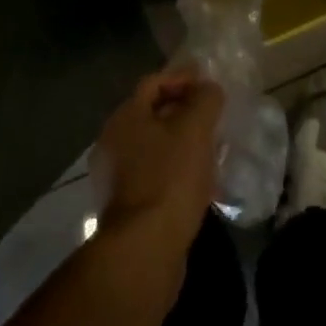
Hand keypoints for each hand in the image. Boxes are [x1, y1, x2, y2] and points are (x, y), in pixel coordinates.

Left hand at [92, 69, 223, 262]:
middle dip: (183, 112)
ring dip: (181, 144)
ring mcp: (115, 176)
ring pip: (154, 147)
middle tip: (213, 117)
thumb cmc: (170, 178)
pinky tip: (198, 182)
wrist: (145, 248)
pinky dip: (175, 171)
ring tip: (211, 150)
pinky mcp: (125, 205)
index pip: (154, 83)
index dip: (183, 78)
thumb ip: (204, 100)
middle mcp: (113, 141)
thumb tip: (208, 88)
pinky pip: (154, 175)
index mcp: (125, 117)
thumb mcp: (195, 129)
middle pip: (152, 115)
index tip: (210, 85)